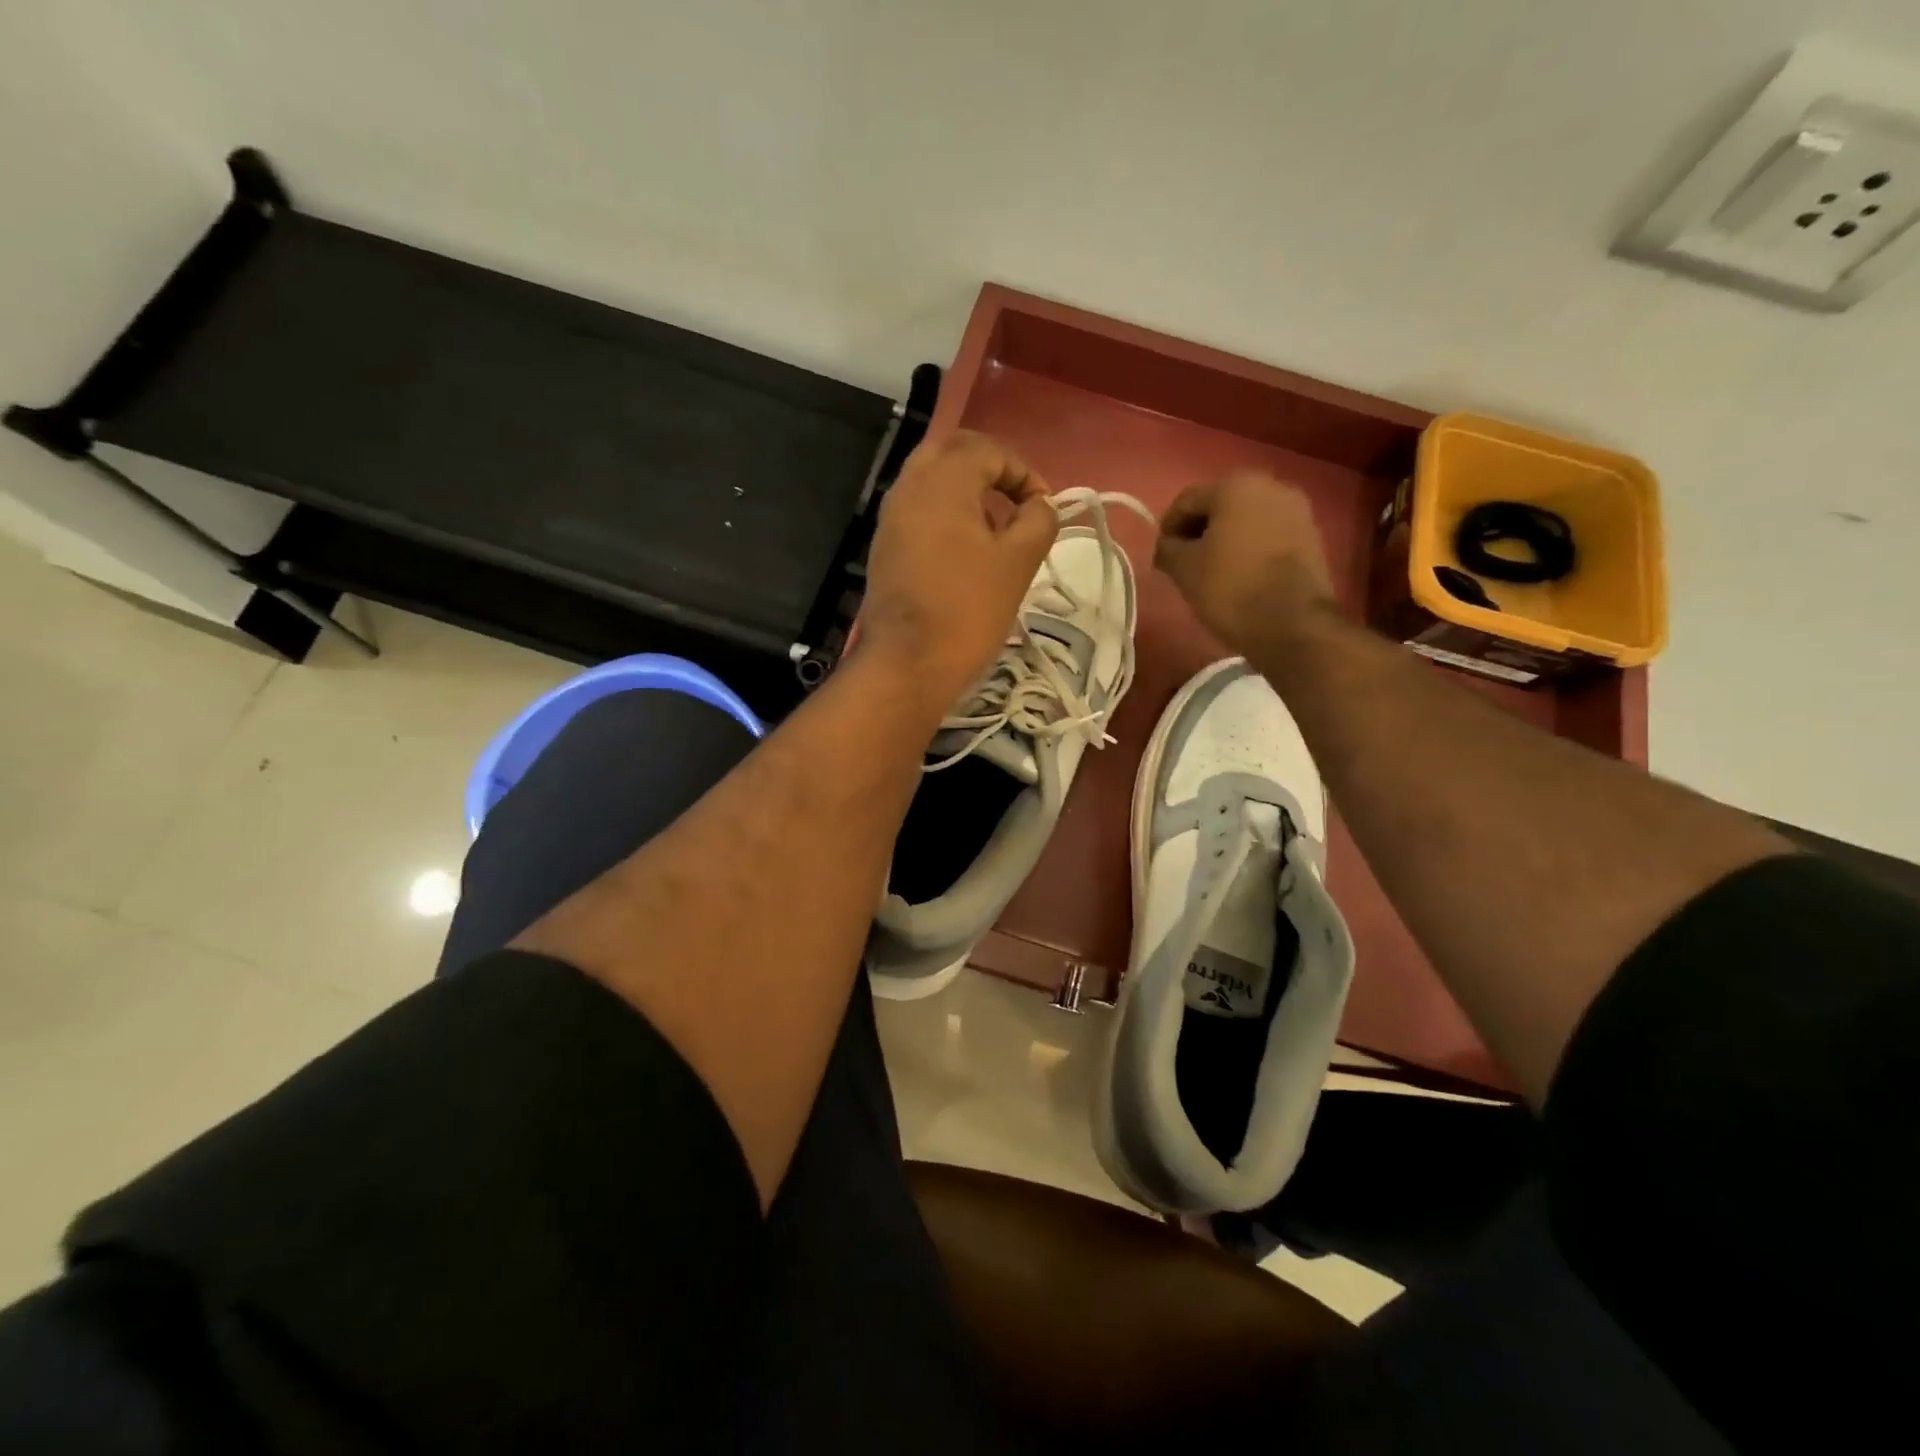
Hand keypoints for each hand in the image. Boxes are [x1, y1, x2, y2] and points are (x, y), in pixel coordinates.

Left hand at [861, 431, 1058, 716]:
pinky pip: (918, 509)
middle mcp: (910, 485)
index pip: (989, 450)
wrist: (907, 663)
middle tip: (1016, 502)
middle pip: (953, 452)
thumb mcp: (1019, 562)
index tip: (1044, 508)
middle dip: (990, 469)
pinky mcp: (884, 545)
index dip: (1024, 473)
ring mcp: (890, 516)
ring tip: (995, 527)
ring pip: (931, 479)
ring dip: (966, 490)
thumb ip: (1038, 520)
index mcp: (944, 479)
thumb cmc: (968, 609)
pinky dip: (944, 512)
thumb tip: (1040, 504)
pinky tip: (964, 548)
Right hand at [1154, 470, 1336, 657]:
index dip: (1168, 527)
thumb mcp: (1184, 569)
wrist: (1294, 623)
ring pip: (1247, 519)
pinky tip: (1241, 573)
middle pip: (1221, 504)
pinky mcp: (1312, 535)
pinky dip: (1250, 547)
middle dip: (1199, 530)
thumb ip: (1168, 549)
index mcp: (1235, 486)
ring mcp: (1297, 510)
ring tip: (1213, 569)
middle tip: (1185, 561)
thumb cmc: (1230, 588)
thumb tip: (1168, 545)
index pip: (1187, 500)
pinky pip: (1269, 534)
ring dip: (1226, 538)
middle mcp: (1270, 486)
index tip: (1162, 555)